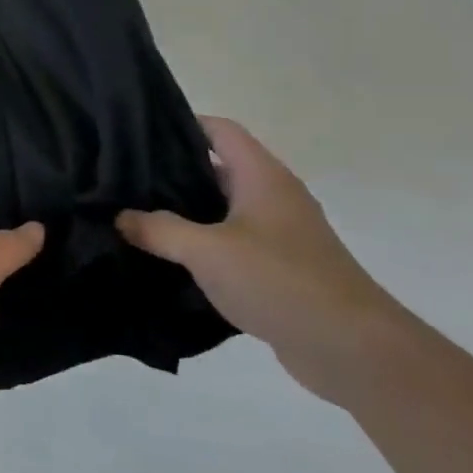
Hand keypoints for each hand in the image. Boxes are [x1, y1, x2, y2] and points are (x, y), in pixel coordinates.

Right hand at [117, 117, 407, 402]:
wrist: (352, 349)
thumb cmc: (279, 280)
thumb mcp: (207, 250)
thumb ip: (159, 229)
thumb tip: (121, 217)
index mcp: (262, 177)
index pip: (220, 130)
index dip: (181, 123)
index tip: (137, 131)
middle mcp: (273, 198)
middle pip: (217, 169)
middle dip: (172, 172)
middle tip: (123, 177)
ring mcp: (279, 235)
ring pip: (221, 210)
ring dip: (184, 213)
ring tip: (134, 216)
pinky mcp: (279, 270)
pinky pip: (231, 245)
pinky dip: (201, 246)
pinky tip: (167, 259)